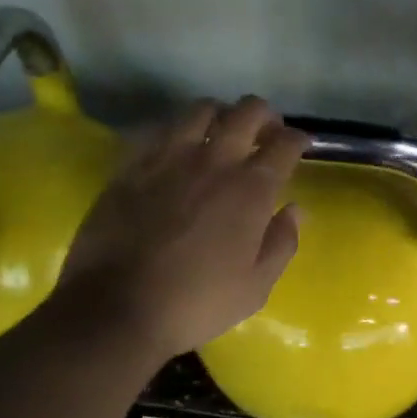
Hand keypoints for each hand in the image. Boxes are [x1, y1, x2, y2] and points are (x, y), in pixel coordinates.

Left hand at [54, 96, 307, 361]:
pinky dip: (177, 130)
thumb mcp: (255, 287)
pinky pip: (159, 128)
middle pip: (247, 111)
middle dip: (264, 115)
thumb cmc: (196, 303)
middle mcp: (214, 161)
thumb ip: (282, 242)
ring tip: (220, 133)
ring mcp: (169, 157)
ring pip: (201, 109)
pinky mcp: (132, 164)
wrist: (117, 308)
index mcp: (251, 189)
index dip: (297, 139)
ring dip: (220, 115)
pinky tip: (177, 147)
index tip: (299, 145)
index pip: (284, 143)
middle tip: (264, 133)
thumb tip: (295, 209)